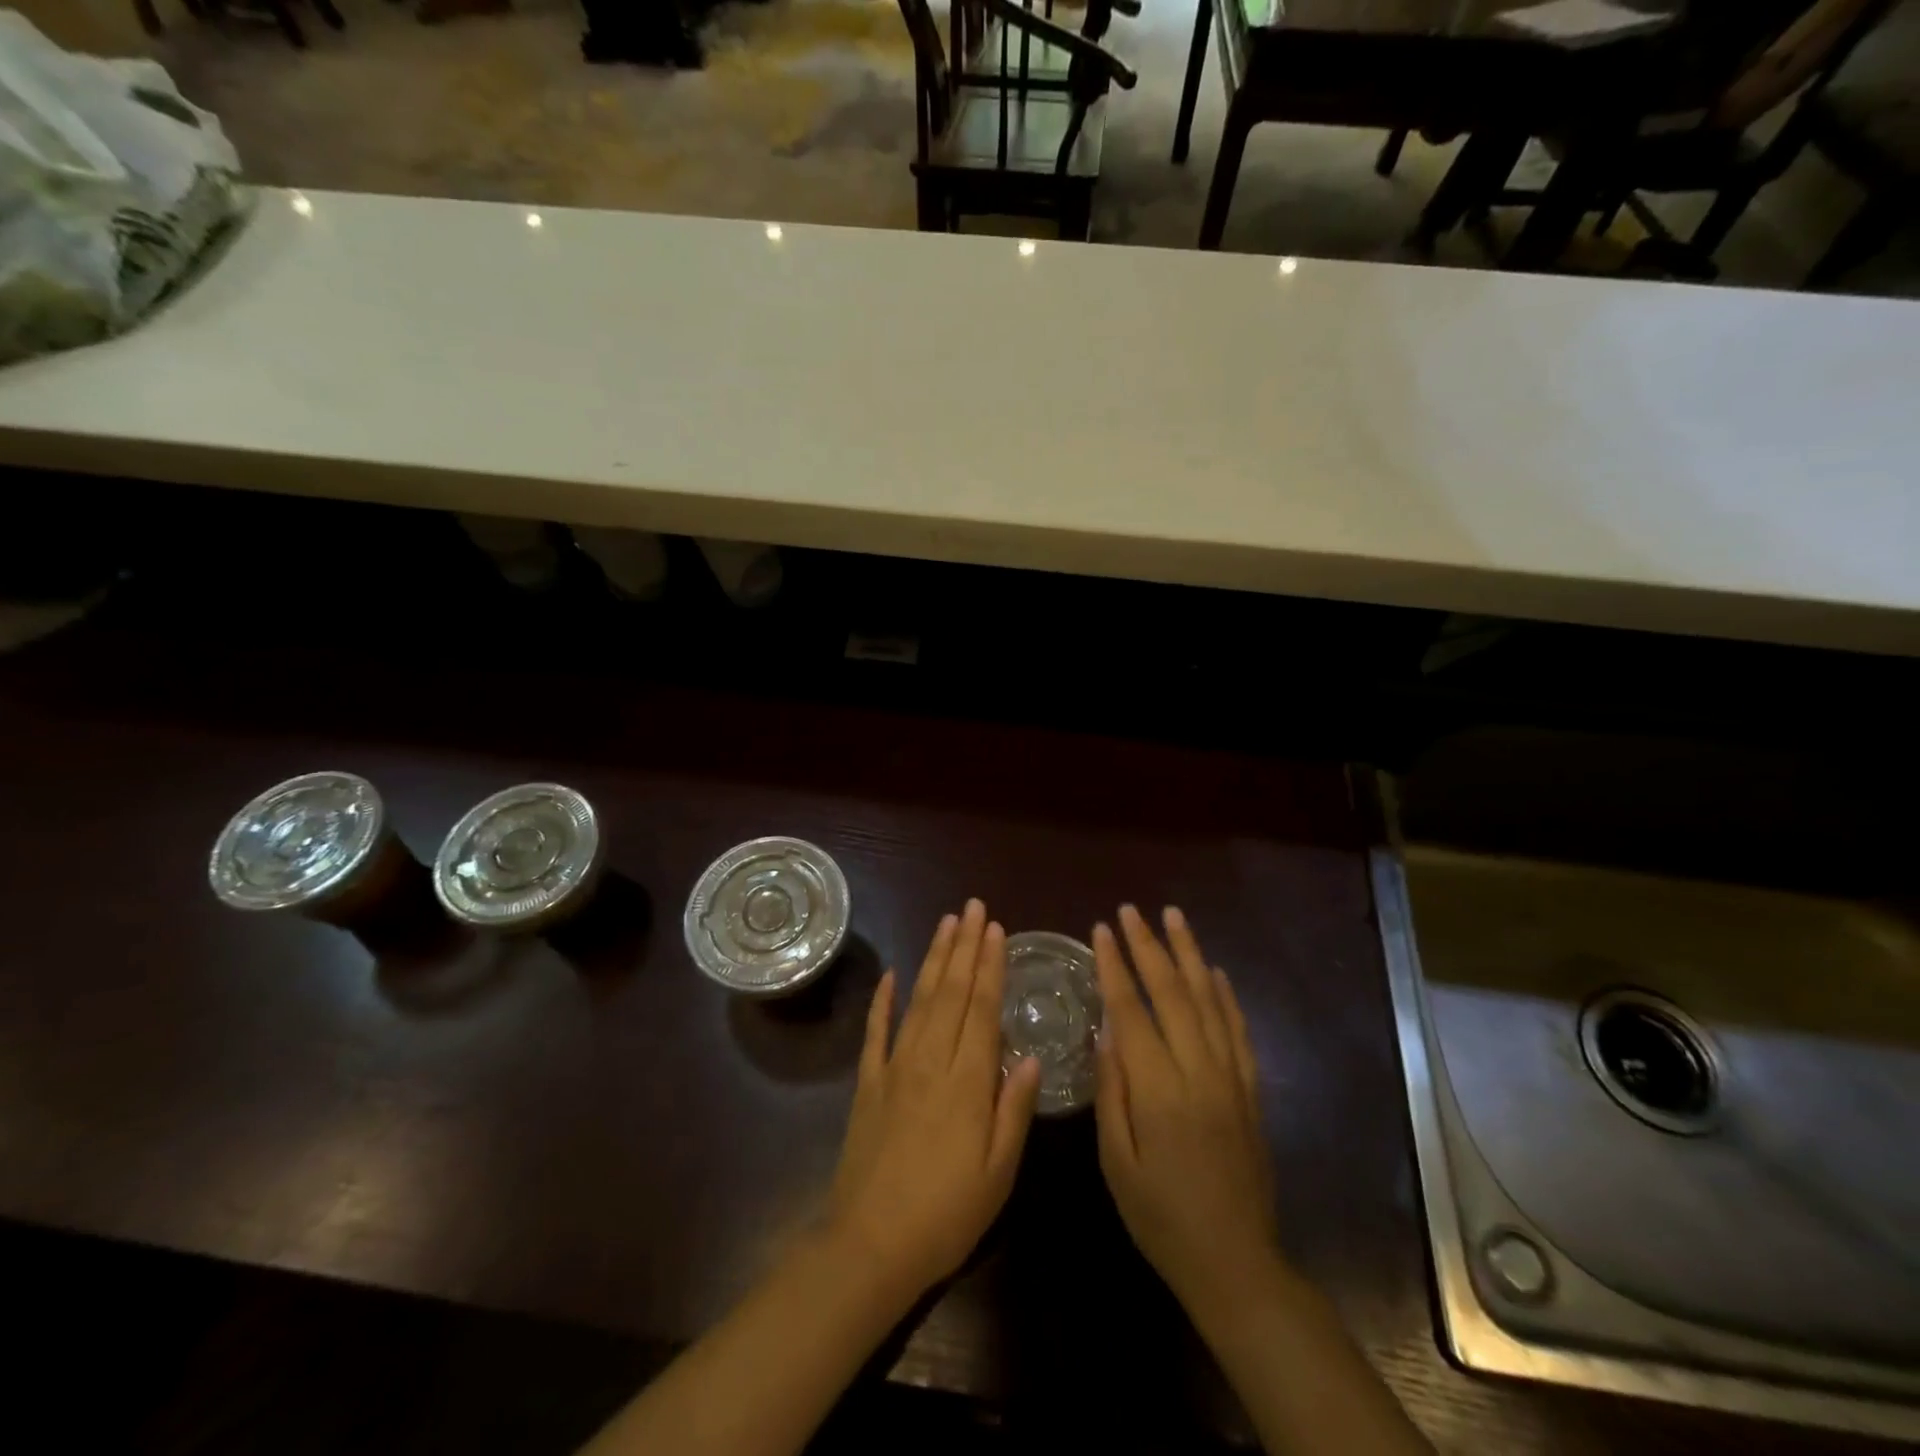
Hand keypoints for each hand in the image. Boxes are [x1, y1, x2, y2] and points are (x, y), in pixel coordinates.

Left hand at [826, 899, 1042, 1303]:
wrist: (869, 1245)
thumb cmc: (946, 1214)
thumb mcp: (998, 1173)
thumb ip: (1014, 1110)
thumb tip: (1030, 1056)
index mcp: (967, 1081)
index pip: (983, 1009)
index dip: (990, 966)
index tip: (996, 930)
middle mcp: (931, 1061)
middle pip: (952, 992)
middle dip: (965, 947)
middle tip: (973, 908)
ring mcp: (895, 1068)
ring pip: (919, 1000)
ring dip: (934, 960)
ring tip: (946, 924)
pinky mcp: (868, 1083)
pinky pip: (876, 1031)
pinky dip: (882, 1000)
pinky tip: (890, 975)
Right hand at [1093, 904, 1281, 1324]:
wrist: (1236, 1262)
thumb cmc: (1161, 1217)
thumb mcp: (1117, 1162)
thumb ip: (1111, 1092)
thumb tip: (1105, 1031)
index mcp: (1159, 1091)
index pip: (1132, 1011)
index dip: (1114, 966)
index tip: (1101, 930)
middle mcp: (1199, 1072)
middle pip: (1173, 993)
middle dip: (1148, 946)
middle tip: (1131, 910)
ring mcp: (1231, 1077)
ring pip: (1209, 1000)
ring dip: (1189, 954)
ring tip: (1173, 917)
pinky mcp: (1250, 1089)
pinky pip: (1238, 1030)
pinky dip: (1226, 994)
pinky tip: (1214, 970)